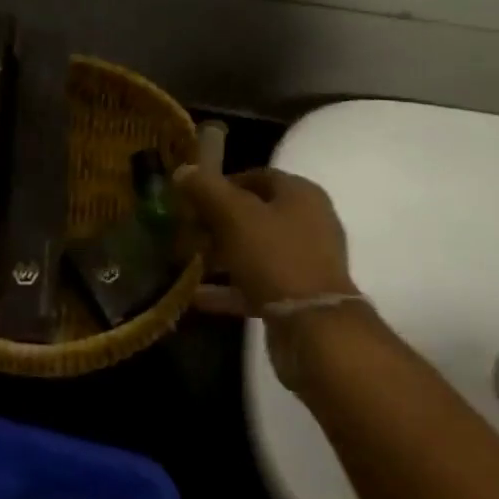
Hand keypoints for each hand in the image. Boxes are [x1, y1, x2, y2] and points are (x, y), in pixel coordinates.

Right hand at [174, 166, 356, 308]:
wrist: (314, 328)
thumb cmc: (275, 257)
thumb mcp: (234, 216)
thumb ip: (207, 189)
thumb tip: (183, 170)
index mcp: (300, 194)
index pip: (257, 177)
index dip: (222, 183)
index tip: (190, 196)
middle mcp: (308, 223)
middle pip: (254, 214)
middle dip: (217, 222)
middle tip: (186, 230)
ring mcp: (304, 262)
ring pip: (254, 250)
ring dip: (220, 256)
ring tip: (186, 262)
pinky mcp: (297, 297)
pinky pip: (256, 284)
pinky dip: (228, 288)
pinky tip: (197, 296)